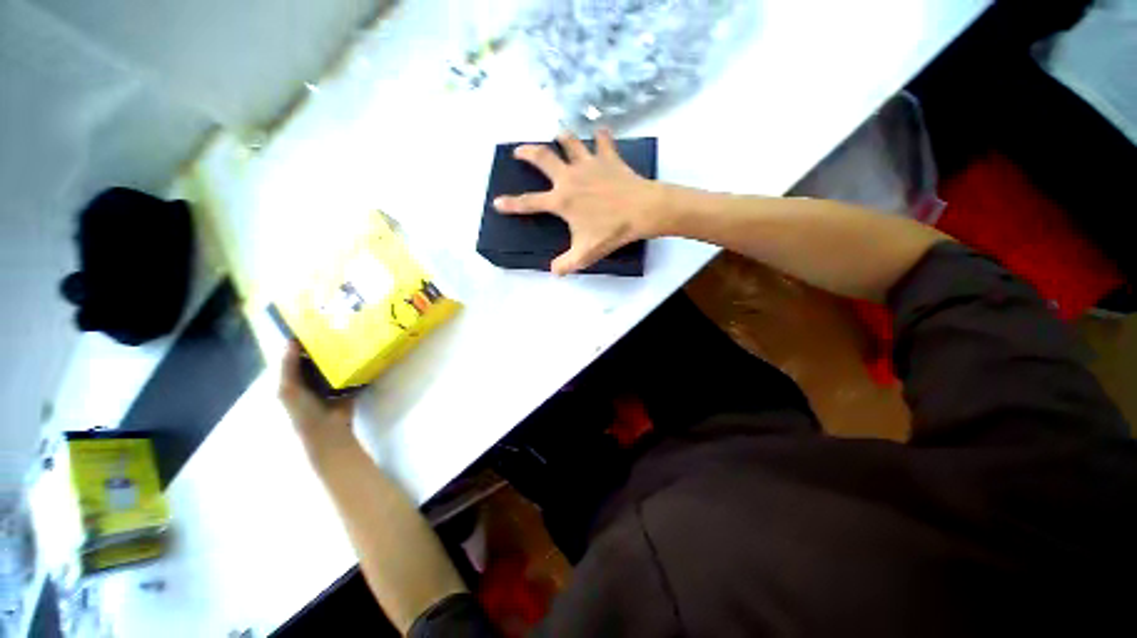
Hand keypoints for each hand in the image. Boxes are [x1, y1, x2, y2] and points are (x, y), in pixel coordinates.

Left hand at [279, 340, 357, 463]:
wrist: (327, 430)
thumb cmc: (303, 409)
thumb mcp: (289, 388)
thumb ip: (288, 366)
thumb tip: (292, 340)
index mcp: (294, 379)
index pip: (297, 356)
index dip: (303, 342)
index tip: (315, 325)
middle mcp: (311, 379)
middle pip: (317, 358)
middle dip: (325, 345)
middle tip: (337, 328)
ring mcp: (331, 383)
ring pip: (335, 364)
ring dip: (341, 354)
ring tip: (351, 337)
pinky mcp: (348, 386)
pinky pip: (351, 372)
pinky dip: (354, 364)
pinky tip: (361, 353)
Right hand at [493, 129, 668, 274]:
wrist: (642, 210)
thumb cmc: (611, 231)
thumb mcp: (585, 254)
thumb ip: (566, 264)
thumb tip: (553, 272)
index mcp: (562, 200)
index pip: (529, 203)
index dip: (511, 204)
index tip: (497, 202)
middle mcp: (570, 177)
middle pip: (543, 157)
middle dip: (527, 152)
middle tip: (519, 151)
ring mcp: (589, 164)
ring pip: (570, 142)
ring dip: (562, 137)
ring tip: (558, 136)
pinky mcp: (609, 158)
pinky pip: (603, 140)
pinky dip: (601, 136)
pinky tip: (600, 132)